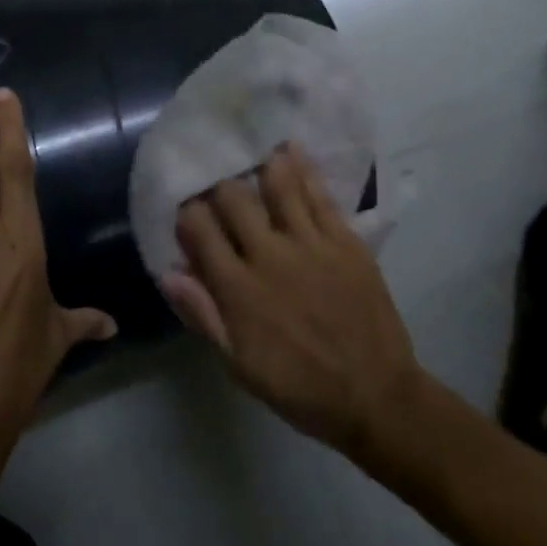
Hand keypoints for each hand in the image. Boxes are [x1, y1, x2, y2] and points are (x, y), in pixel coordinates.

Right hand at [162, 143, 422, 459]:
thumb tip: (170, 275)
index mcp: (239, 289)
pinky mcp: (345, 240)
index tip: (186, 212)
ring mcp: (311, 244)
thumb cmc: (300, 387)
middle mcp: (270, 255)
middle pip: (234, 199)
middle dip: (219, 188)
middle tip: (219, 189)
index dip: (187, 214)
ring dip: (260, 167)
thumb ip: (204, 317)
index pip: (200, 230)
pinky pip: (320, 196)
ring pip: (278, 186)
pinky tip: (292, 149)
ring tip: (252, 153)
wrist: (375, 396)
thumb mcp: (240, 366)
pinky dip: (304, 169)